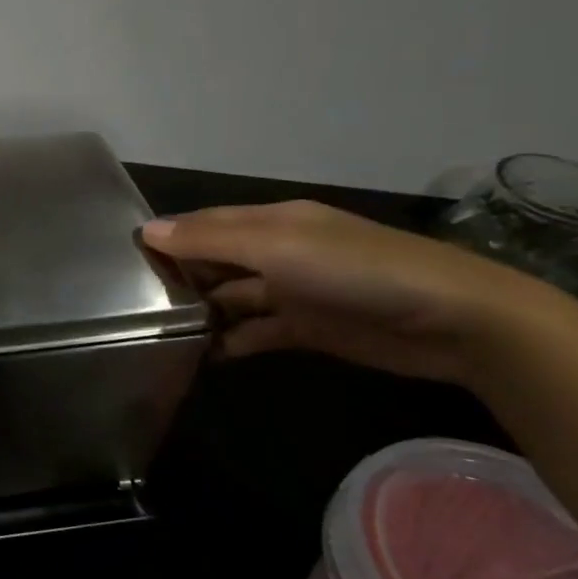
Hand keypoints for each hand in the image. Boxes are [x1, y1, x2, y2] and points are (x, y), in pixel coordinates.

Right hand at [142, 200, 564, 385]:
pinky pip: (254, 332)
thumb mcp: (277, 247)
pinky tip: (200, 356)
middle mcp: (278, 252)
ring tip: (156, 333)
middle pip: (215, 260)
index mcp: (272, 222)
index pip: (205, 224)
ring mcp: (292, 291)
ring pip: (231, 298)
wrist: (453, 322)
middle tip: (131, 304)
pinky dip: (229, 342)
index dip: (167, 238)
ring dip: (200, 312)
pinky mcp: (306, 328)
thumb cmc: (357, 272)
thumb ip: (210, 241)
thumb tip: (147, 231)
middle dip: (179, 276)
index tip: (124, 260)